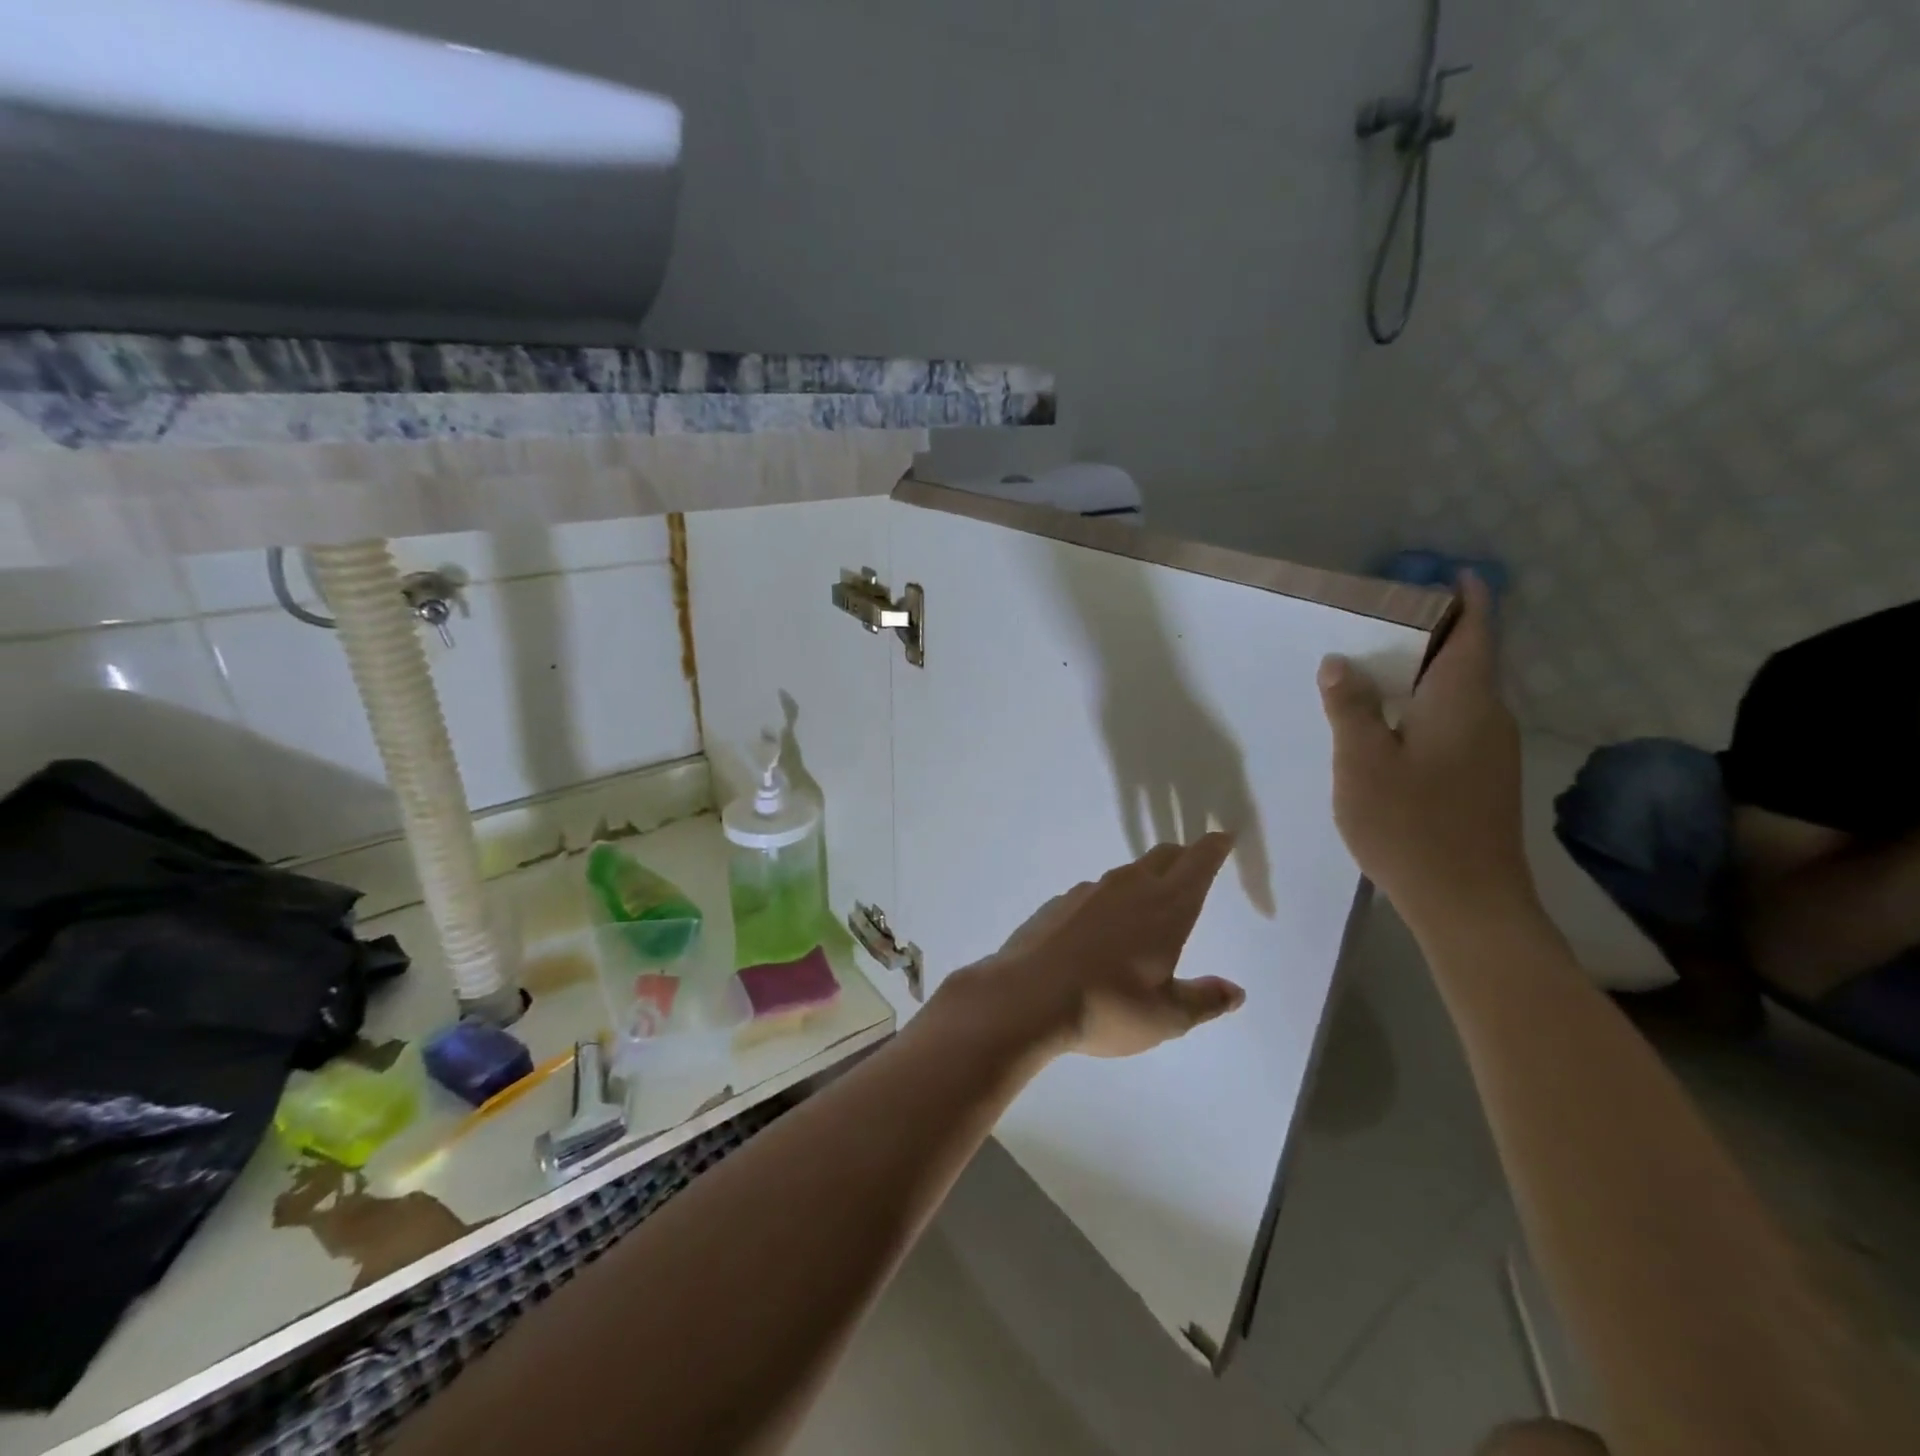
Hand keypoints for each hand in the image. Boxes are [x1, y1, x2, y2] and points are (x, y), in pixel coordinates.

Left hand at [944, 835, 1245, 1059]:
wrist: (1026, 997)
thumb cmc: (1107, 1007)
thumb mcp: (1165, 1017)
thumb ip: (1203, 1000)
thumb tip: (1234, 991)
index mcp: (1165, 908)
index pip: (1197, 864)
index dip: (1213, 848)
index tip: (1223, 836)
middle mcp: (1129, 887)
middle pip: (1163, 857)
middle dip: (1183, 857)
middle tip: (1193, 864)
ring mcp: (1089, 891)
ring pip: (1126, 873)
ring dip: (1144, 879)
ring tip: (1148, 902)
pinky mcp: (1058, 903)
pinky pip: (1094, 893)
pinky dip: (1108, 901)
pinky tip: (1100, 929)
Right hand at [1317, 574, 1538, 936]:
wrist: (1468, 902)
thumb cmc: (1409, 823)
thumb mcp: (1361, 761)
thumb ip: (1350, 706)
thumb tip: (1339, 662)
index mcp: (1463, 700)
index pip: (1476, 630)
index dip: (1467, 597)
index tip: (1449, 575)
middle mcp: (1488, 716)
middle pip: (1469, 658)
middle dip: (1435, 632)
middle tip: (1382, 621)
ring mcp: (1491, 750)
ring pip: (1461, 693)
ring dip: (1427, 673)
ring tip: (1377, 668)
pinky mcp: (1484, 778)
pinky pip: (1457, 721)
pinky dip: (1427, 705)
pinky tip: (1391, 724)